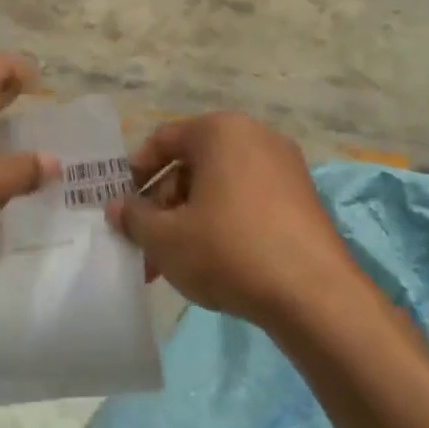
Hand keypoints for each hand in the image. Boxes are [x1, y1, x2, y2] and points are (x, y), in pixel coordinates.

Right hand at [107, 113, 352, 327]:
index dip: (134, 174)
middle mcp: (256, 138)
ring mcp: (285, 169)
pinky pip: (246, 203)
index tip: (122, 208)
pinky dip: (221, 225)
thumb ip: (133, 218)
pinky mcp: (302, 200)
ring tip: (171, 264)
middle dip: (161, 207)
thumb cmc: (227, 250)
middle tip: (145, 246)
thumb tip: (116, 208)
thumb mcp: (164, 238)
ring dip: (187, 221)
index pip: (162, 140)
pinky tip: (209, 263)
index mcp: (220, 132)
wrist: (312, 295)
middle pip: (191, 167)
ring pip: (218, 189)